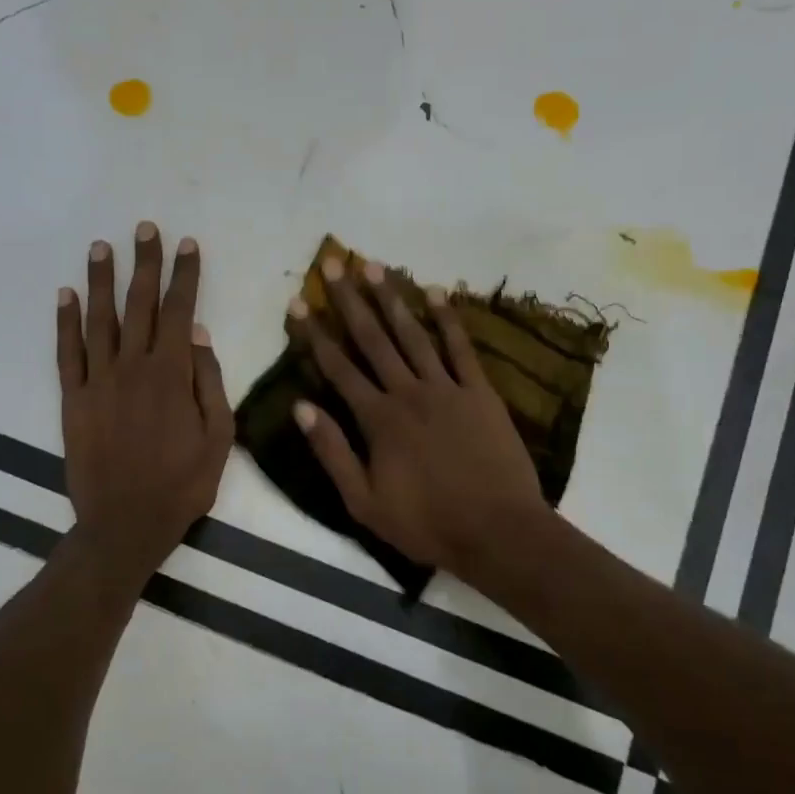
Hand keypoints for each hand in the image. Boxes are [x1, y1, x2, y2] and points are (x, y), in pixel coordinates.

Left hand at [57, 222, 232, 579]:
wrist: (126, 523)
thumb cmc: (182, 483)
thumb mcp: (219, 438)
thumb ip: (211, 382)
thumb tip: (201, 335)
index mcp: (173, 374)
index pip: (181, 311)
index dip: (185, 275)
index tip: (188, 245)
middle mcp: (133, 367)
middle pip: (140, 304)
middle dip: (145, 263)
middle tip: (145, 228)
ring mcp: (98, 381)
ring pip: (99, 319)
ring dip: (101, 280)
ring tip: (101, 247)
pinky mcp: (73, 399)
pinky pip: (67, 352)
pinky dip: (65, 321)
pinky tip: (65, 294)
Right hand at [290, 256, 550, 579]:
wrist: (498, 530)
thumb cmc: (427, 523)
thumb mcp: (364, 502)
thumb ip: (332, 452)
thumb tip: (301, 407)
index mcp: (378, 419)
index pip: (338, 368)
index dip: (314, 334)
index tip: (297, 303)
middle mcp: (408, 392)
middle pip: (373, 339)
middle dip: (349, 301)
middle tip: (333, 263)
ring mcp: (447, 388)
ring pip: (413, 334)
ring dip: (392, 299)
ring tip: (374, 266)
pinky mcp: (480, 392)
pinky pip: (462, 348)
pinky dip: (449, 318)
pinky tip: (435, 291)